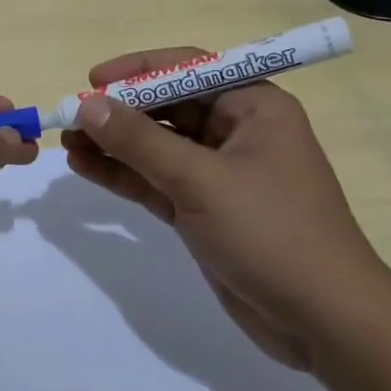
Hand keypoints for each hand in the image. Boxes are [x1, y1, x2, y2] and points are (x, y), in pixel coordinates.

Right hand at [60, 47, 390, 369]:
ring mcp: (218, 174)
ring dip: (113, 144)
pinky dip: (123, 174)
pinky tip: (84, 168)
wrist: (323, 322)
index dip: (138, 70)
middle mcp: (236, 132)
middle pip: (166, 107)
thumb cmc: (271, 232)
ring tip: (66, 144)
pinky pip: (155, 180)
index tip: (92, 81)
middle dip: (118, 112)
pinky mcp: (203, 209)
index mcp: (253, 107)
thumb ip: (140, 141)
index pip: (188, 68)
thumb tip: (88, 105)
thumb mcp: (200, 180)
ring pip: (155, 146)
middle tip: (69, 118)